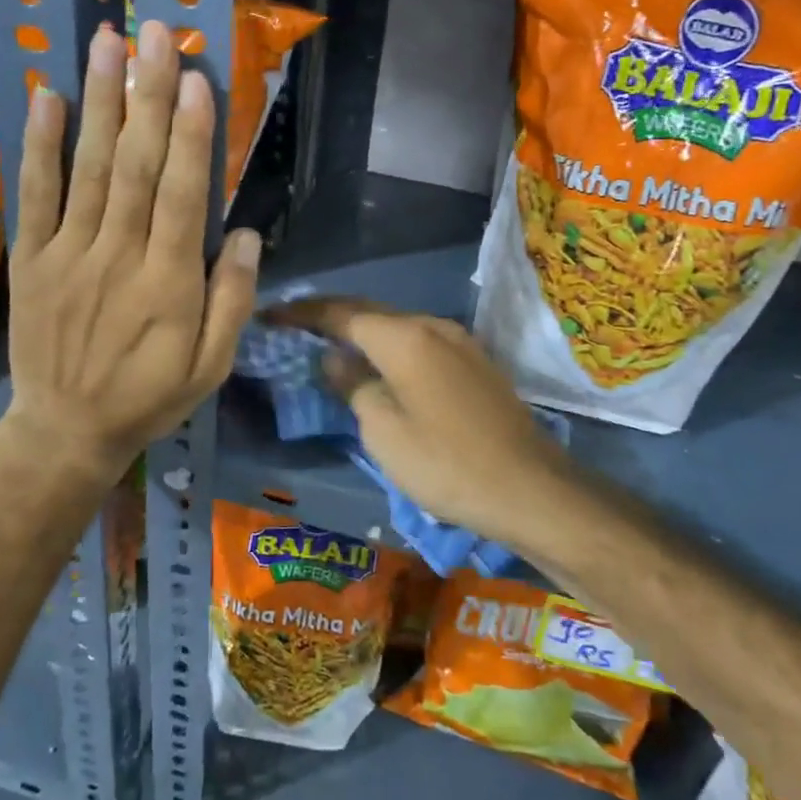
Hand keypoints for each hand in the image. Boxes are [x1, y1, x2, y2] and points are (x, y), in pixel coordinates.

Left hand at [1, 20, 259, 485]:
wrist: (66, 430)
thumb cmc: (150, 396)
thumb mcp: (212, 367)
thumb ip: (232, 301)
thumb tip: (245, 234)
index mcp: (169, 284)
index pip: (181, 196)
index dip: (189, 136)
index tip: (194, 79)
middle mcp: (118, 257)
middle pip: (135, 166)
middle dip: (147, 96)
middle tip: (156, 33)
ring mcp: (68, 254)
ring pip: (87, 168)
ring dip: (99, 102)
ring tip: (107, 42)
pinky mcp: (32, 258)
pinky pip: (34, 195)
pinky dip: (39, 145)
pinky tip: (48, 96)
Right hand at [269, 300, 570, 550]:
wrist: (530, 487)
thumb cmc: (446, 463)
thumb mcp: (384, 431)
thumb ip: (353, 385)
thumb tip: (334, 358)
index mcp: (404, 336)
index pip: (340, 313)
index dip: (302, 313)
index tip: (270, 314)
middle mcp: (432, 325)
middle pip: (370, 312)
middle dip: (330, 317)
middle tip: (294, 328)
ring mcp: (460, 341)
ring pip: (397, 326)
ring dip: (362, 333)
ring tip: (330, 345)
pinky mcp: (476, 362)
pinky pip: (420, 342)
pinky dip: (390, 348)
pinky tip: (379, 365)